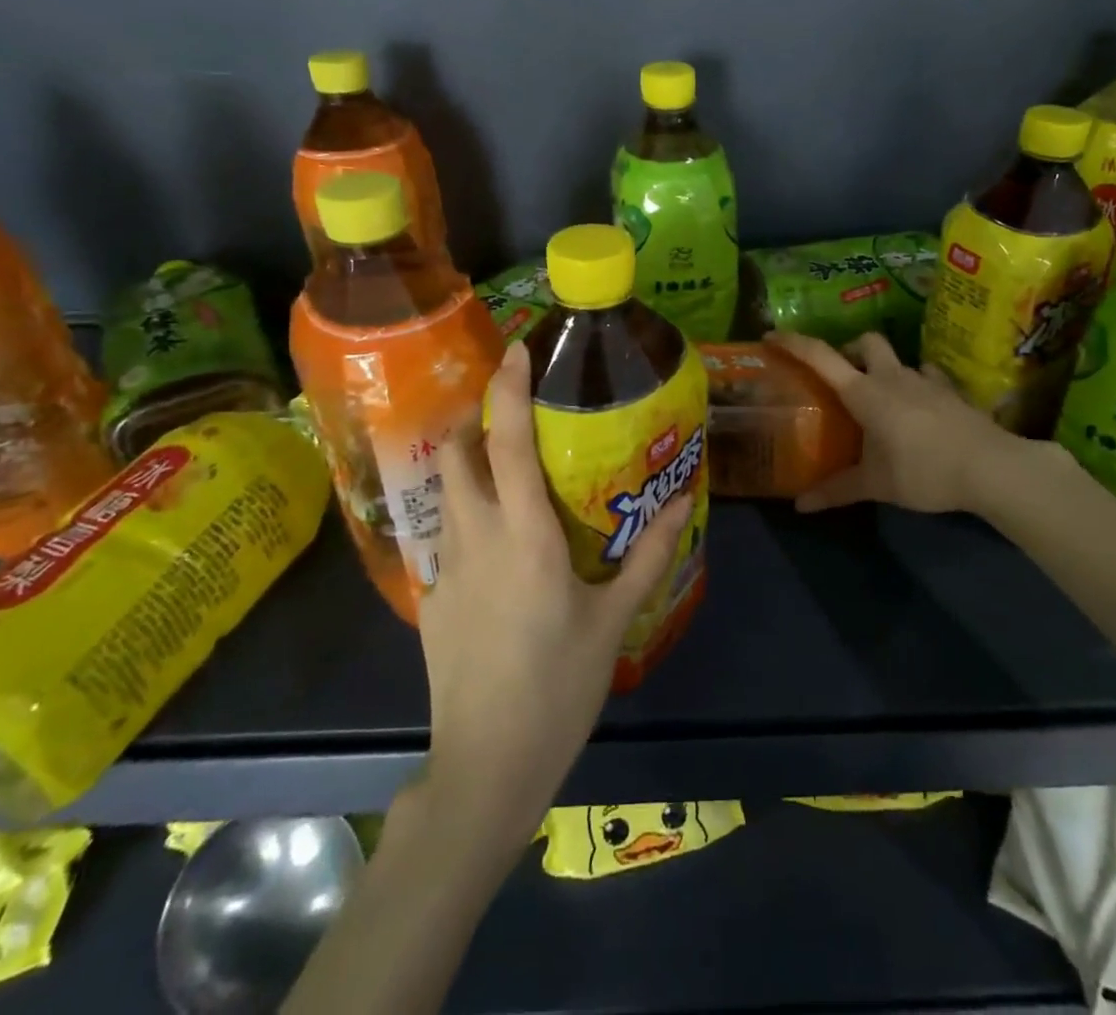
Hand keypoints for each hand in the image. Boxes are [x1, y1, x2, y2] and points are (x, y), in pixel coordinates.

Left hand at [420, 341, 689, 841]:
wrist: (485, 765)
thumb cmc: (558, 687)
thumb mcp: (612, 621)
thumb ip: (647, 557)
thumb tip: (683, 505)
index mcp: (524, 535)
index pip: (505, 441)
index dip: (509, 389)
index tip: (519, 350)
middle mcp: (476, 536)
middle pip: (458, 450)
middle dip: (477, 414)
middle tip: (513, 408)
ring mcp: (445, 566)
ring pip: (445, 488)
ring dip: (467, 457)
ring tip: (504, 460)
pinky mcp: (432, 595)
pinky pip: (446, 529)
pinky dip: (465, 506)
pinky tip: (498, 534)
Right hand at [768, 330, 1037, 515]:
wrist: (991, 468)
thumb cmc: (923, 471)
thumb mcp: (876, 484)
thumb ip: (837, 490)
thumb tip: (800, 506)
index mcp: (865, 393)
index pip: (821, 357)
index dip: (794, 343)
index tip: (771, 335)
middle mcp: (893, 377)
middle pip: (866, 342)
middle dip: (850, 350)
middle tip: (842, 377)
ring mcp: (926, 380)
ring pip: (898, 359)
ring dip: (884, 369)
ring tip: (881, 399)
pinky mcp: (952, 391)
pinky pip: (929, 376)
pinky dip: (918, 384)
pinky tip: (920, 406)